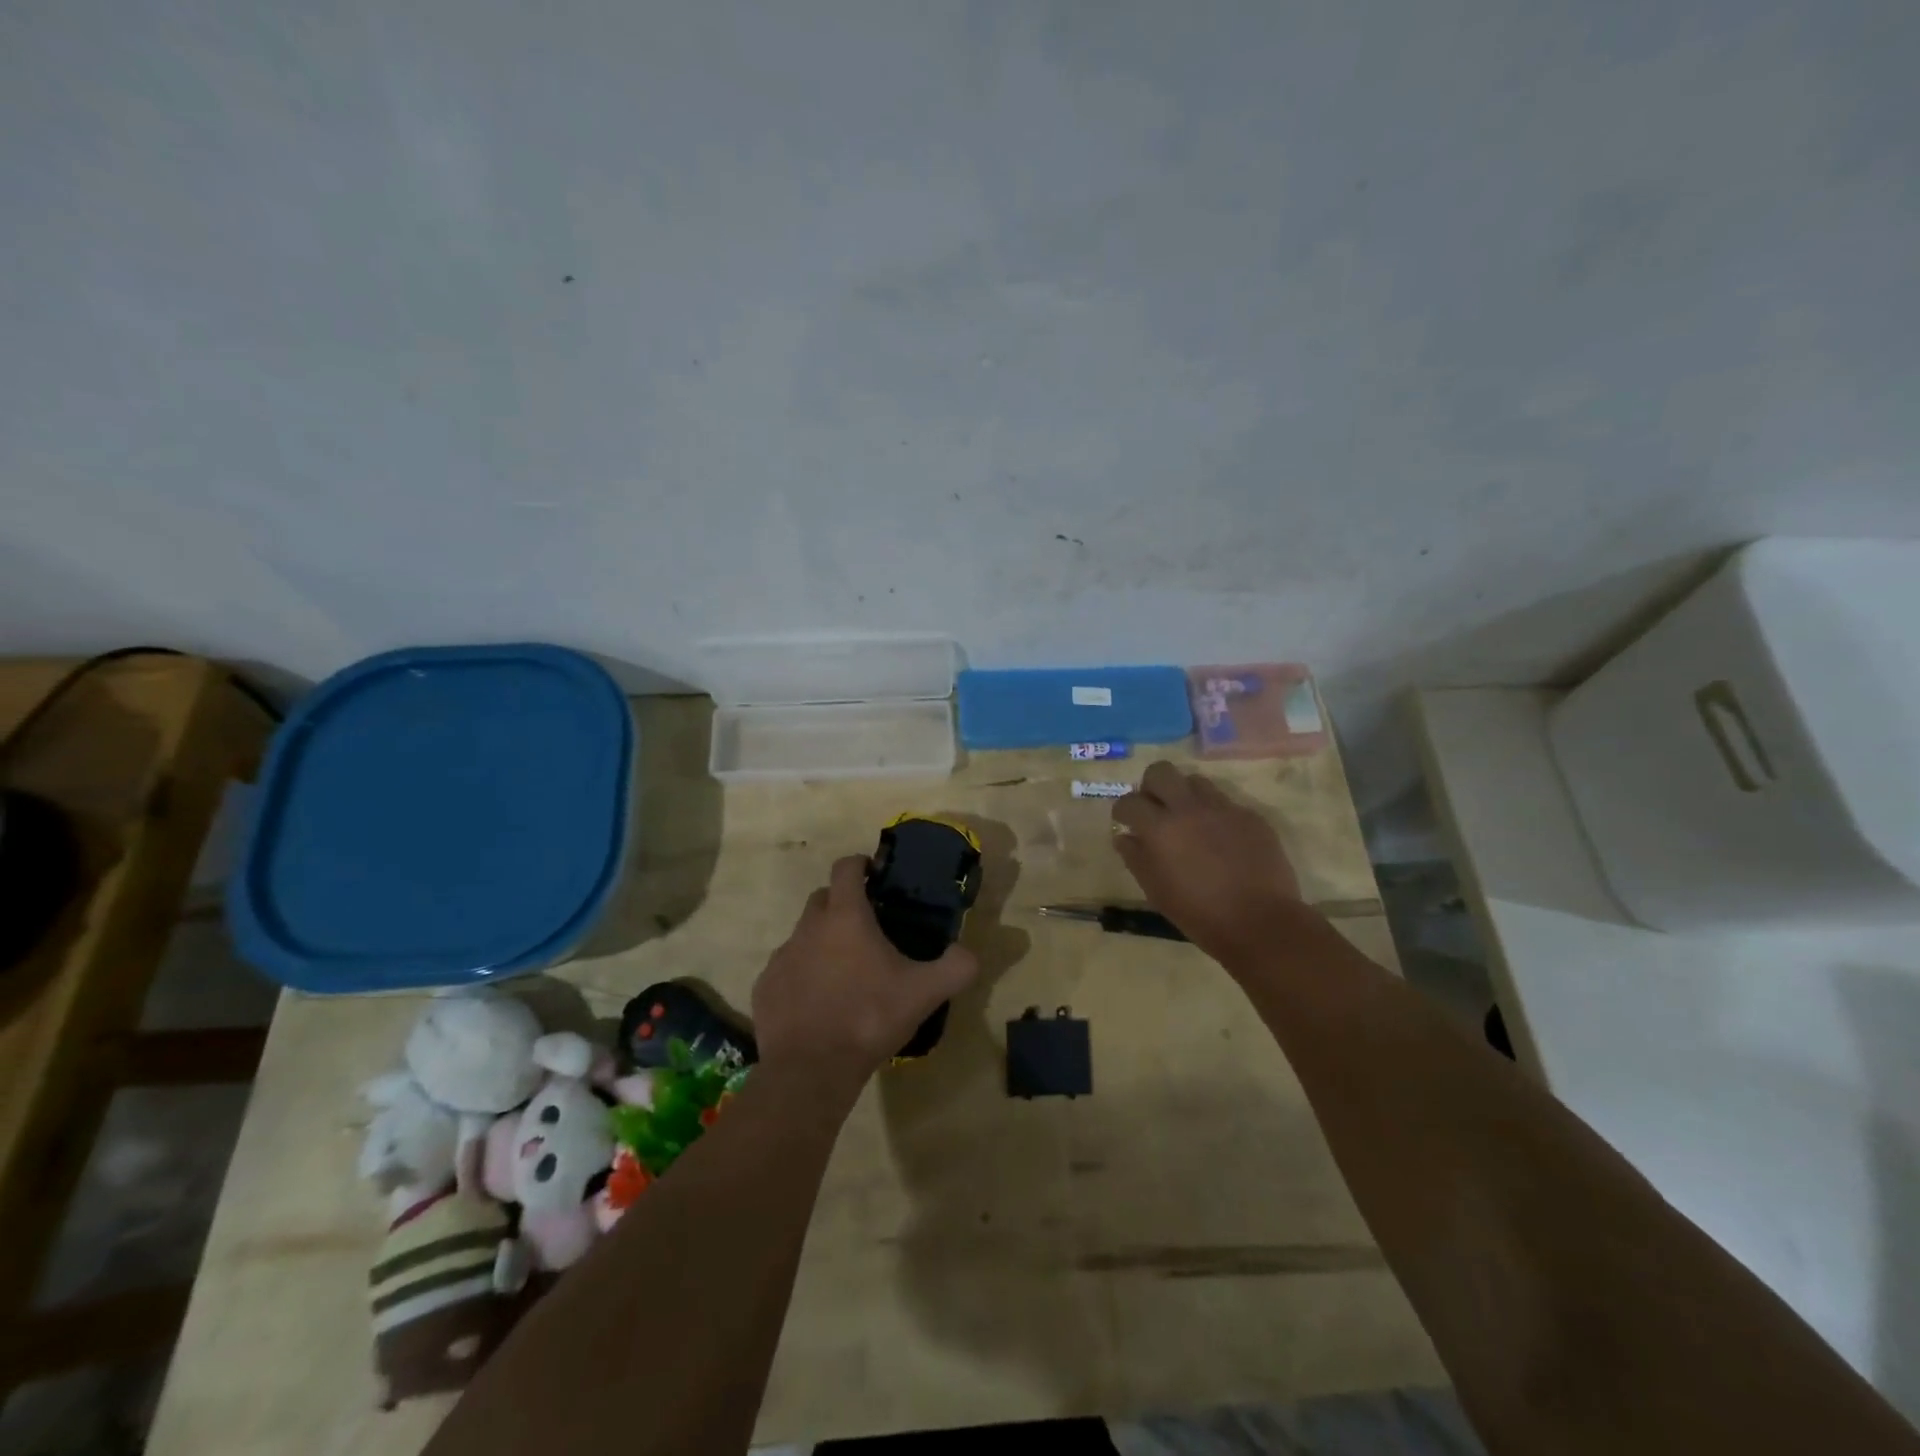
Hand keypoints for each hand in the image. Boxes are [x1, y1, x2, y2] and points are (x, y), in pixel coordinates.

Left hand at [753, 856, 978, 1099]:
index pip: (846, 867)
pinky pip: (785, 969)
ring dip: (821, 942)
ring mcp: (782, 957)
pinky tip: (817, 1003)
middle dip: (842, 903)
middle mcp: (808, 927)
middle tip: (866, 929)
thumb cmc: (869, 1018)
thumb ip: (955, 967)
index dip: (860, 864)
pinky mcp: (765, 987)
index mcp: (845, 917)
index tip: (874, 875)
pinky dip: (801, 975)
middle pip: (822, 898)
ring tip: (843, 972)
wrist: (811, 1069)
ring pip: (803, 934)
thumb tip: (969, 954)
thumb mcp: (924, 993)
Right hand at [1112, 762, 1303, 959]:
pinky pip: (1226, 803)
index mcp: (1160, 828)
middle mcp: (1189, 808)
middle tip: (1155, 809)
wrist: (1261, 923)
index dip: (1122, 811)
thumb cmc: (1199, 914)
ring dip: (1185, 795)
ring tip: (1189, 820)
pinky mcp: (1251, 816)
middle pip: (1161, 771)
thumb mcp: (1156, 891)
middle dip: (1151, 786)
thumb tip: (1124, 836)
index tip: (1126, 822)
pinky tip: (1221, 840)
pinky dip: (1215, 815)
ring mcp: (1223, 809)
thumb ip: (1135, 857)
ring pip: (1196, 781)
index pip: (1129, 801)